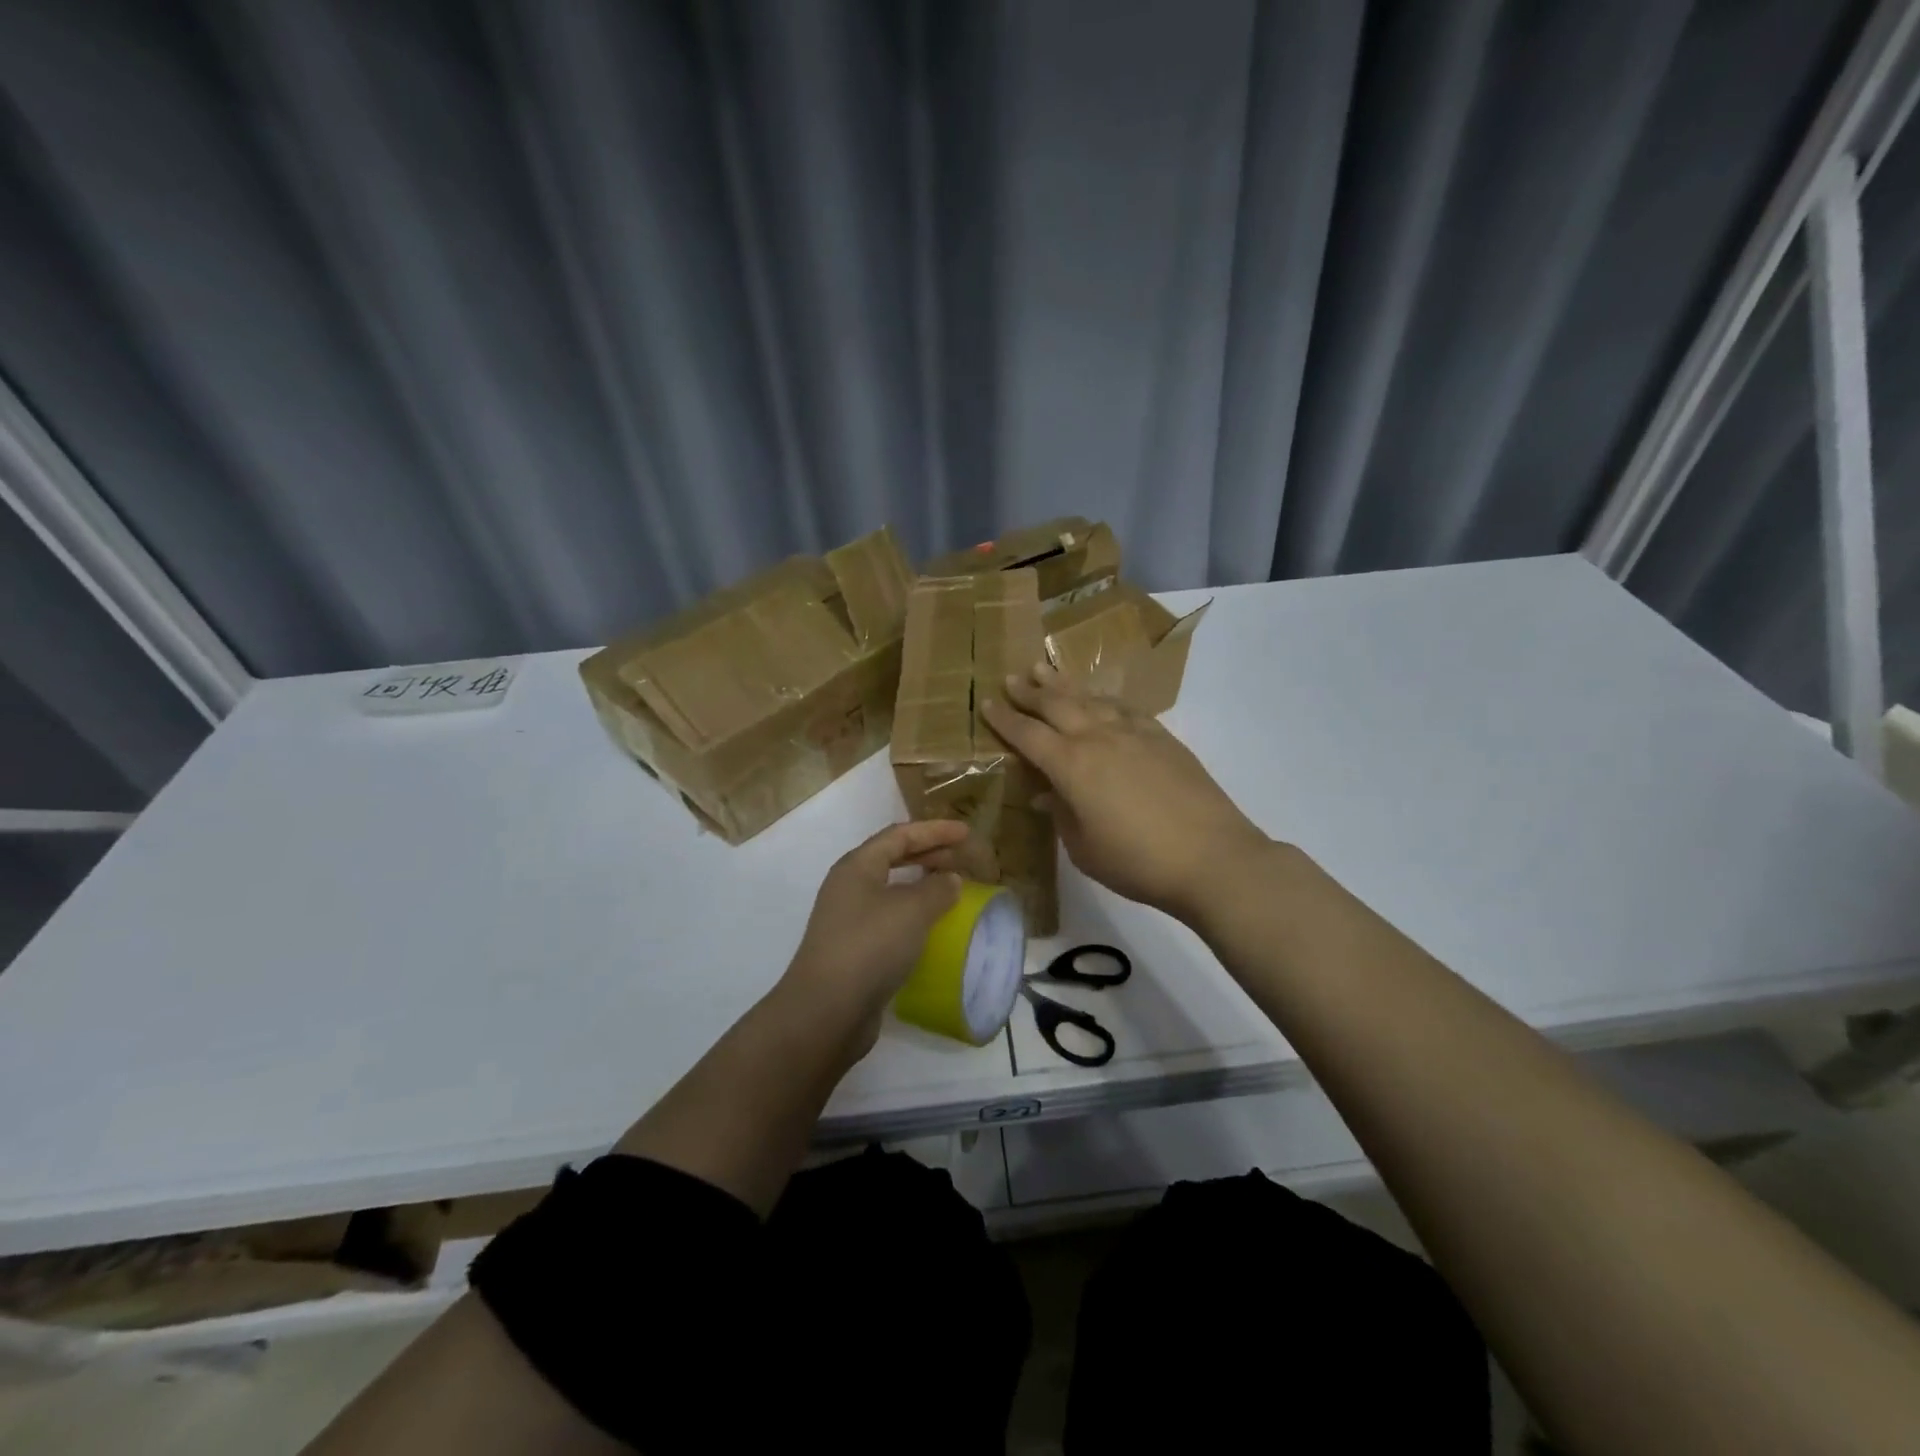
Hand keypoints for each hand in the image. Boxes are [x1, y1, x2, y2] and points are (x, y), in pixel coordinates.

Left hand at [782, 819, 967, 1048]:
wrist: (827, 1010)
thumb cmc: (870, 946)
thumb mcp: (912, 910)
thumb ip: (936, 889)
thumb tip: (950, 879)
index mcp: (857, 867)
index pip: (899, 835)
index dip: (934, 831)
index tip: (965, 832)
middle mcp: (848, 887)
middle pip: (891, 858)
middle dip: (927, 854)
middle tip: (960, 857)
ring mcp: (848, 919)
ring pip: (890, 890)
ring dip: (920, 885)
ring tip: (950, 889)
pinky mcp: (853, 949)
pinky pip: (889, 918)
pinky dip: (913, 914)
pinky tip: (931, 927)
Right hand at [981, 663, 1270, 922]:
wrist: (1211, 857)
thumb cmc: (1137, 862)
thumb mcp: (1084, 849)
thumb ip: (1061, 815)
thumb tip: (1047, 793)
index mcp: (1070, 765)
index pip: (1027, 734)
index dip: (1004, 719)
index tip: (987, 704)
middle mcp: (1098, 738)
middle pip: (1056, 705)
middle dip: (1030, 691)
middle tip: (1011, 677)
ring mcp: (1133, 733)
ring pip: (1090, 699)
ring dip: (1063, 684)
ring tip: (1044, 669)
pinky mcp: (1162, 737)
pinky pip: (1123, 707)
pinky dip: (1103, 698)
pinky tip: (1099, 697)